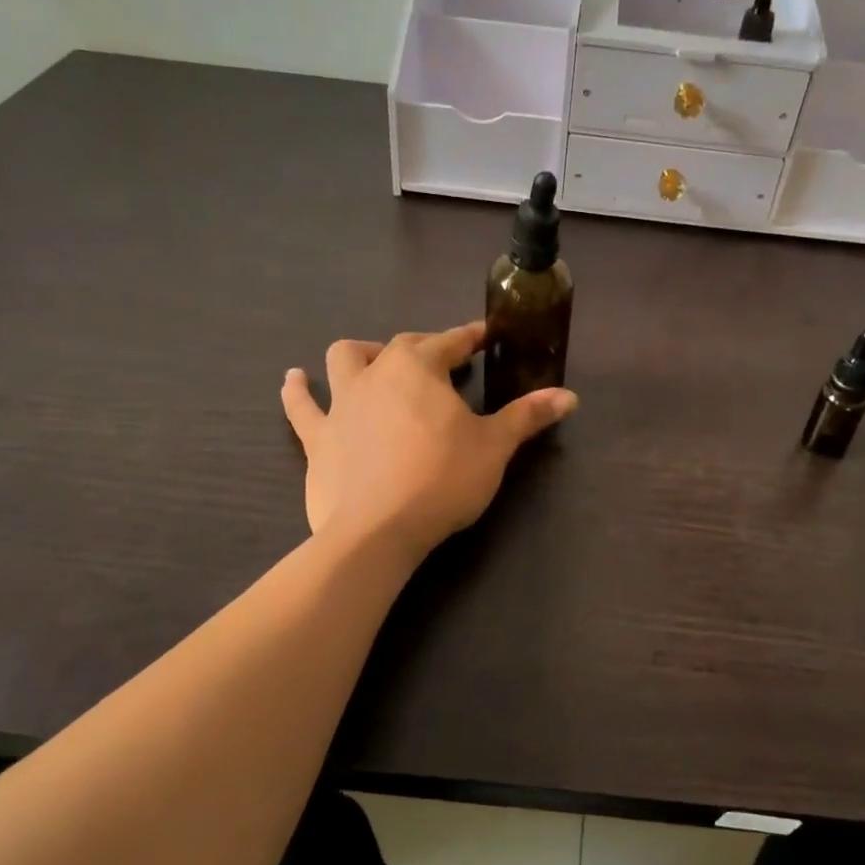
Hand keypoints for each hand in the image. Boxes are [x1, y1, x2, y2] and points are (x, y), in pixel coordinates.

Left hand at [281, 323, 578, 560]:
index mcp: (419, 368)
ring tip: (371, 357)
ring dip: (359, 354)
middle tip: (444, 360)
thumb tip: (571, 396)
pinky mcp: (317, 438)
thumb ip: (528, 416)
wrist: (378, 530)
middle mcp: (376, 374)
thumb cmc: (442, 480)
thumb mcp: (494, 447)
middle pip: (399, 346)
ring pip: (343, 360)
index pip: (449, 341)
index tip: (484, 334)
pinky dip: (298, 391)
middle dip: (424, 347)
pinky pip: (302, 406)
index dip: (469, 336)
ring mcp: (341, 404)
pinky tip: (294, 380)